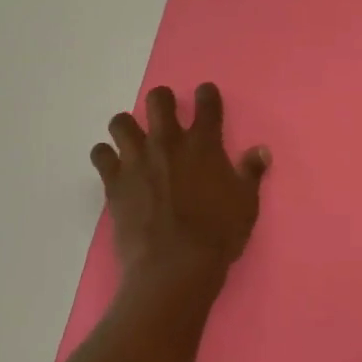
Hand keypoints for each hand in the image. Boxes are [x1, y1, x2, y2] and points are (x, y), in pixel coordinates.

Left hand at [90, 83, 270, 302]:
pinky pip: (100, 154)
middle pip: (158, 100)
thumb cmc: (218, 234)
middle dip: (162, 101)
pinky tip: (112, 165)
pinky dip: (105, 156)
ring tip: (133, 140)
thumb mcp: (246, 203)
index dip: (207, 94)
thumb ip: (251, 172)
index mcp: (204, 144)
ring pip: (121, 122)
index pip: (207, 103)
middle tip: (165, 114)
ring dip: (127, 126)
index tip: (206, 96)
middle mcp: (168, 142)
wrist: (175, 266)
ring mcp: (137, 160)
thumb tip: (261, 151)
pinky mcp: (114, 181)